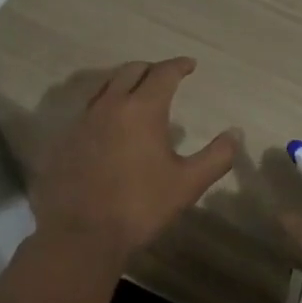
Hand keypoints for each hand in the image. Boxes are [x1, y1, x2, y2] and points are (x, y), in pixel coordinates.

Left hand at [31, 58, 239, 268]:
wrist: (79, 237)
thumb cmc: (139, 206)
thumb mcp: (186, 184)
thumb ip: (216, 157)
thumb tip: (236, 134)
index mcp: (143, 108)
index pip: (164, 73)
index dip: (179, 65)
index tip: (190, 65)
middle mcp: (112, 104)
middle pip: (132, 70)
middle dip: (152, 69)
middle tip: (165, 77)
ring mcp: (84, 120)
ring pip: (107, 85)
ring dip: (125, 82)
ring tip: (137, 94)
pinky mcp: (66, 138)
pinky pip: (89, 108)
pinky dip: (105, 105)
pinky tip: (110, 124)